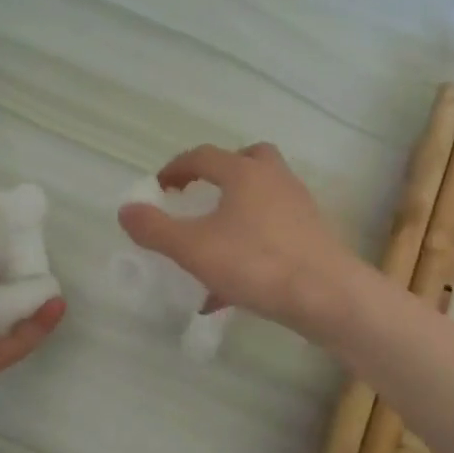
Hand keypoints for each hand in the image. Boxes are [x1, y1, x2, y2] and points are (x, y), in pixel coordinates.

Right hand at [117, 143, 360, 332]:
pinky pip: (273, 234)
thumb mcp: (194, 248)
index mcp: (244, 173)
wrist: (327, 295)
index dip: (176, 168)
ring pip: (263, 198)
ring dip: (236, 213)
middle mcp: (275, 181)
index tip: (159, 188)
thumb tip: (126, 210)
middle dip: (221, 174)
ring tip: (212, 247)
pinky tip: (231, 289)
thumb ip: (156, 229)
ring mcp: (299, 208)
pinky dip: (250, 248)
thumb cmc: (256, 263)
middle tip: (201, 197)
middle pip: (248, 160)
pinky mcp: (312, 238)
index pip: (204, 156)